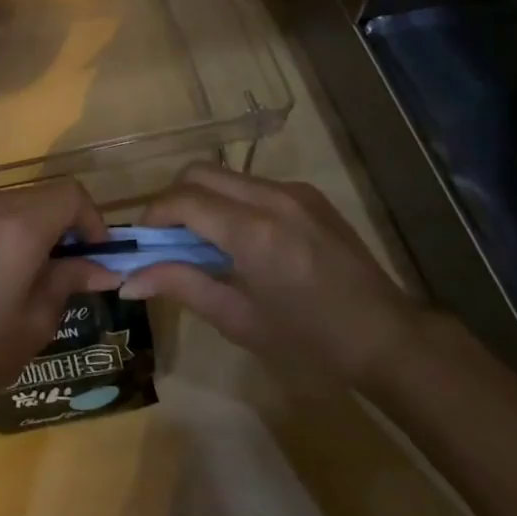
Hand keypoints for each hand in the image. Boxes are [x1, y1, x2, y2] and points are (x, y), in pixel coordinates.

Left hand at [0, 178, 122, 419]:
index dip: (92, 220)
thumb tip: (102, 268)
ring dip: (29, 225)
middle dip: (62, 223)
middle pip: (41, 195)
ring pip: (9, 202)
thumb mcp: (37, 321)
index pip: (71, 195)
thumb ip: (69, 280)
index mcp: (19, 226)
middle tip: (66, 267)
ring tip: (26, 271)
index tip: (95, 256)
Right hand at [120, 162, 423, 387]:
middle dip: (173, 199)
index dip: (153, 215)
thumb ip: (181, 286)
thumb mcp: (239, 320)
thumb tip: (127, 280)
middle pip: (199, 172)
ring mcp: (294, 191)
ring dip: (202, 198)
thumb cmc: (311, 343)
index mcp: (254, 233)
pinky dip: (231, 201)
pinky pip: (253, 184)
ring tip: (202, 241)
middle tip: (167, 238)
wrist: (389, 339)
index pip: (184, 200)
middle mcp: (272, 198)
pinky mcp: (308, 195)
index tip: (142, 241)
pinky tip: (239, 239)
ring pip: (225, 175)